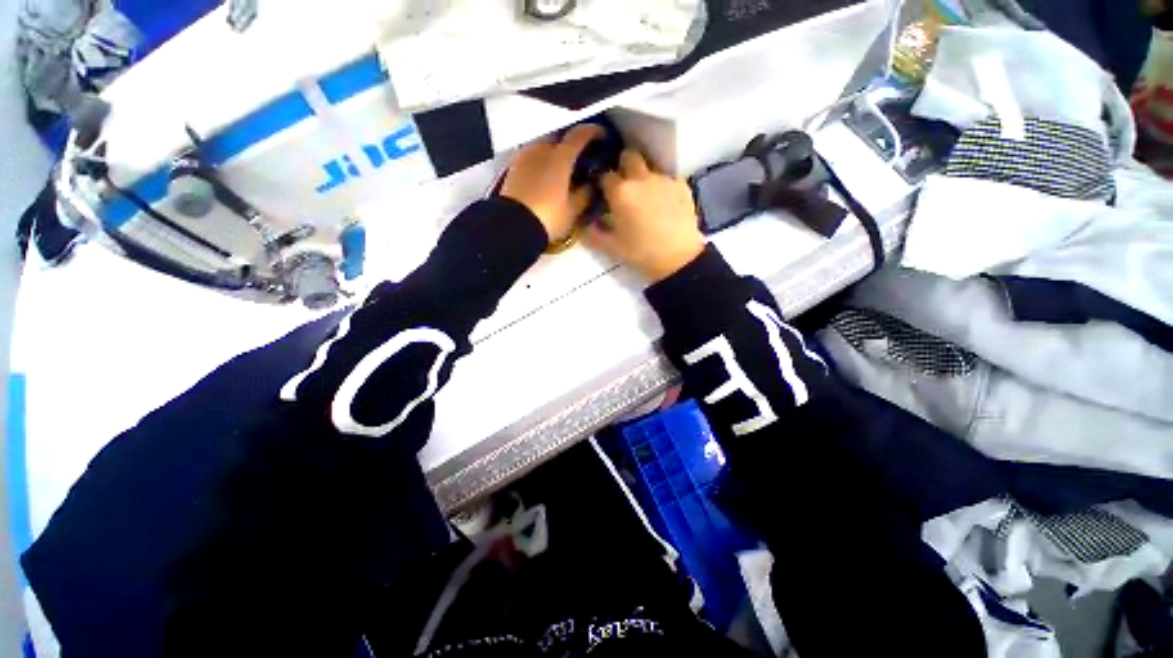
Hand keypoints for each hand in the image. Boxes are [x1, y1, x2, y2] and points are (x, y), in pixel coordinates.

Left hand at [501, 124, 602, 241]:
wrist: (513, 226)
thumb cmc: (548, 217)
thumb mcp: (573, 210)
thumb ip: (586, 194)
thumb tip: (592, 185)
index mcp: (560, 157)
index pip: (579, 135)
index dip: (593, 132)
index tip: (603, 136)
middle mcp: (542, 149)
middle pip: (560, 136)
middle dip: (572, 141)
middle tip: (582, 154)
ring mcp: (525, 156)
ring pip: (544, 144)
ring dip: (555, 150)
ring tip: (563, 165)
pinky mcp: (514, 167)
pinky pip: (532, 155)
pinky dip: (542, 158)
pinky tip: (546, 172)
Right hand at [584, 150, 704, 282]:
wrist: (678, 259)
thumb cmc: (641, 253)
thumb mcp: (612, 248)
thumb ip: (594, 234)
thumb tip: (586, 224)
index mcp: (621, 191)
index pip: (605, 175)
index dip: (603, 183)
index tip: (604, 193)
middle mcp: (641, 178)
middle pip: (629, 156)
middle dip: (624, 166)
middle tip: (625, 185)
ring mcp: (664, 179)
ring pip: (650, 167)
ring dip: (644, 177)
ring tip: (647, 198)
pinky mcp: (682, 185)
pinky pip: (667, 179)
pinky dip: (662, 187)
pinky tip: (664, 204)